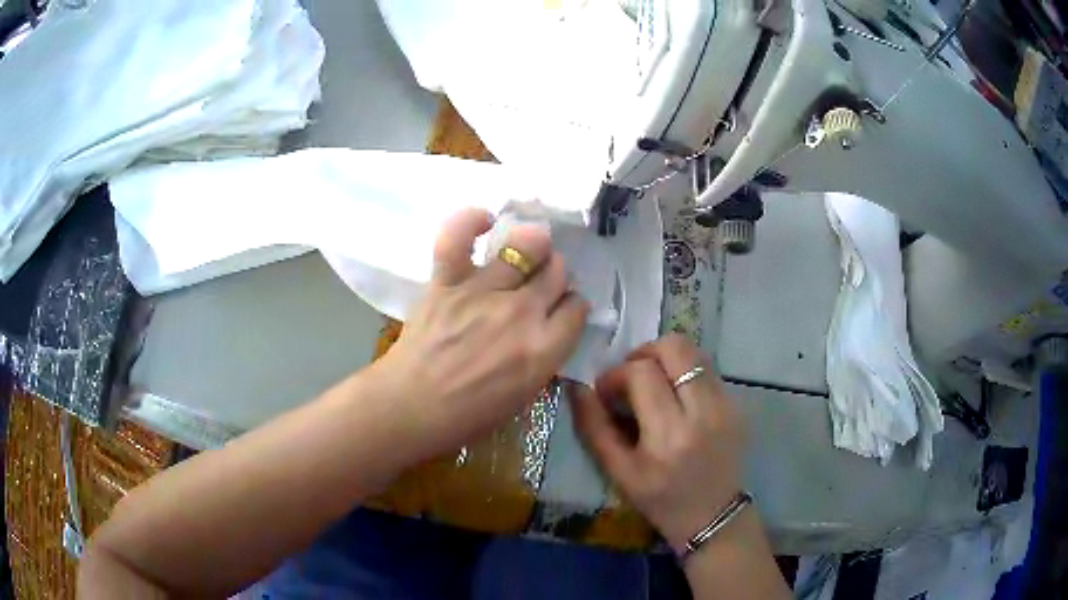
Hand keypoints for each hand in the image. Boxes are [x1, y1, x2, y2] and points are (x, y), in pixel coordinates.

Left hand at [378, 208, 588, 459]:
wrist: (410, 408)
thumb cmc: (466, 415)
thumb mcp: (522, 396)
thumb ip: (542, 357)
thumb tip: (547, 329)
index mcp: (543, 349)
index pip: (577, 308)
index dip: (572, 305)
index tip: (562, 309)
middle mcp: (521, 313)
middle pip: (557, 273)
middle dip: (555, 274)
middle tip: (540, 282)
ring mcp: (482, 292)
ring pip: (524, 247)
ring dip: (531, 245)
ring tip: (524, 249)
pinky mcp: (447, 281)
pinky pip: (459, 238)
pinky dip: (470, 221)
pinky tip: (484, 220)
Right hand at [572, 334, 745, 551]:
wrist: (713, 517)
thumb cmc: (660, 500)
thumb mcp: (619, 472)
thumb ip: (594, 427)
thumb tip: (577, 387)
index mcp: (669, 435)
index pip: (641, 373)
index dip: (615, 374)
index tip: (606, 392)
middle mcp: (703, 411)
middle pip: (675, 347)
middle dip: (644, 353)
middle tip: (631, 377)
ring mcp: (727, 405)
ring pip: (694, 352)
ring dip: (666, 359)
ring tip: (653, 385)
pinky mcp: (738, 404)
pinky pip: (708, 369)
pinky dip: (686, 373)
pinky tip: (677, 399)